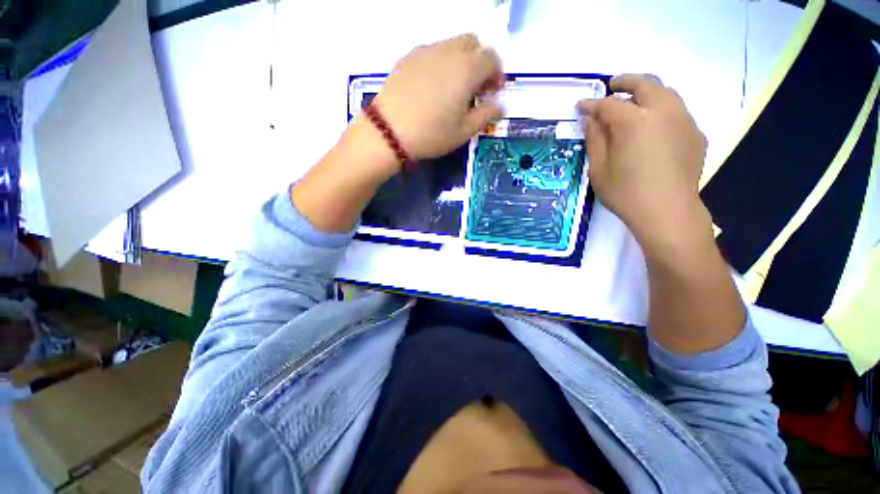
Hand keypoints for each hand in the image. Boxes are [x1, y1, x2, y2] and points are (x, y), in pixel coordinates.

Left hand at [372, 34, 504, 160]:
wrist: (390, 131)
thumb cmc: (432, 134)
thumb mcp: (464, 131)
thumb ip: (487, 114)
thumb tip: (501, 106)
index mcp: (467, 69)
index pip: (492, 58)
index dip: (496, 74)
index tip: (492, 93)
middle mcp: (449, 51)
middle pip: (473, 44)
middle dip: (479, 62)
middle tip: (474, 89)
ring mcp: (426, 51)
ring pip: (451, 45)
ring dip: (460, 61)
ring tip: (452, 89)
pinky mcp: (408, 57)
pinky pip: (431, 52)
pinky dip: (440, 63)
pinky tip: (431, 87)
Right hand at [577, 75, 709, 253]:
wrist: (667, 212)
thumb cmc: (625, 193)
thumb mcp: (599, 169)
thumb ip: (595, 140)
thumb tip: (590, 120)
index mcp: (634, 121)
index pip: (609, 104)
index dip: (592, 104)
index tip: (580, 106)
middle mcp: (663, 112)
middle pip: (645, 83)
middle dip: (625, 81)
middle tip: (611, 87)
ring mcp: (684, 120)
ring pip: (666, 92)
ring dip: (647, 91)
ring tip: (633, 102)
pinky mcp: (696, 133)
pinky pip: (677, 111)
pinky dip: (661, 109)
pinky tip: (652, 126)